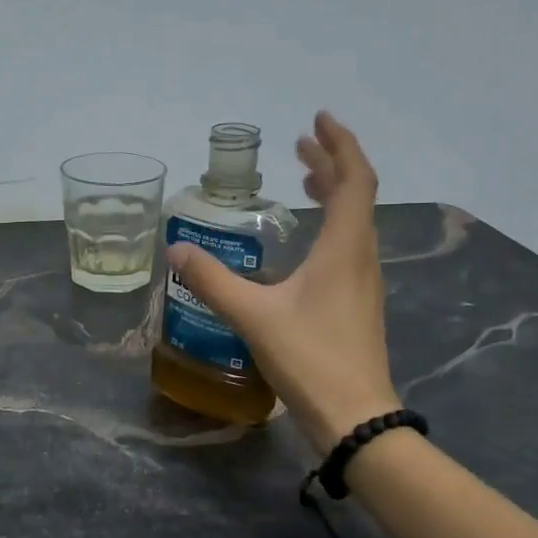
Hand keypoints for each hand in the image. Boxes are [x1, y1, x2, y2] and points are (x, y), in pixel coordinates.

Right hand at [166, 111, 400, 449]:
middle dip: (330, 163)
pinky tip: (305, 242)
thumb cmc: (310, 359)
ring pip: (354, 221)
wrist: (354, 417)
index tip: (318, 120)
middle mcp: (361, 257)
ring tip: (305, 179)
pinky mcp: (357, 304)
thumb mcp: (253, 316)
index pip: (354, 179)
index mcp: (344, 248)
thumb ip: (213, 281)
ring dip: (333, 193)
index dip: (339, 145)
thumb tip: (175, 249)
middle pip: (356, 195)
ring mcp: (363, 282)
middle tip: (300, 146)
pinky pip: (348, 245)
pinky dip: (330, 224)